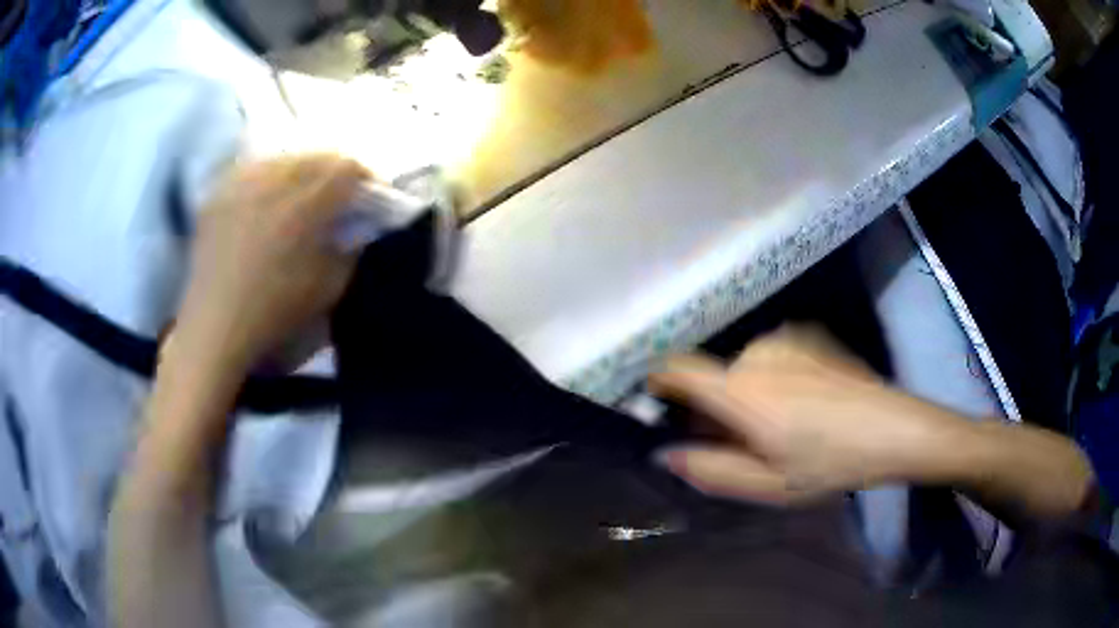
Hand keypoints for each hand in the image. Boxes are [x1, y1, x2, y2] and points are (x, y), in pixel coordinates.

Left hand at [172, 154, 369, 369]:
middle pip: (316, 155)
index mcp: (302, 206)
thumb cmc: (274, 314)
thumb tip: (359, 224)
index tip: (371, 196)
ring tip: (303, 195)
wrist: (213, 328)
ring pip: (285, 157)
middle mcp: (270, 182)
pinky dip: (271, 177)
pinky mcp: (219, 192)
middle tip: (341, 195)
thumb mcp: (328, 289)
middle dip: (336, 171)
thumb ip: (351, 248)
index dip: (366, 177)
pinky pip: (254, 169)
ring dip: (303, 171)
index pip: (346, 167)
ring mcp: (240, 183)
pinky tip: (269, 200)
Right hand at [649, 326, 964, 504]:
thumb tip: (665, 455)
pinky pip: (770, 358)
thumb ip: (709, 469)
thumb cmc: (828, 463)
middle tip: (739, 444)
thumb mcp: (767, 484)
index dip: (661, 383)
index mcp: (742, 391)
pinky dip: (770, 379)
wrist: (891, 428)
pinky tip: (804, 405)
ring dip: (745, 395)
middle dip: (713, 408)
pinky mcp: (809, 337)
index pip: (679, 369)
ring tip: (777, 428)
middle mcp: (757, 354)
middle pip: (714, 376)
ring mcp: (786, 341)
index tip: (661, 406)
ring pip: (743, 369)